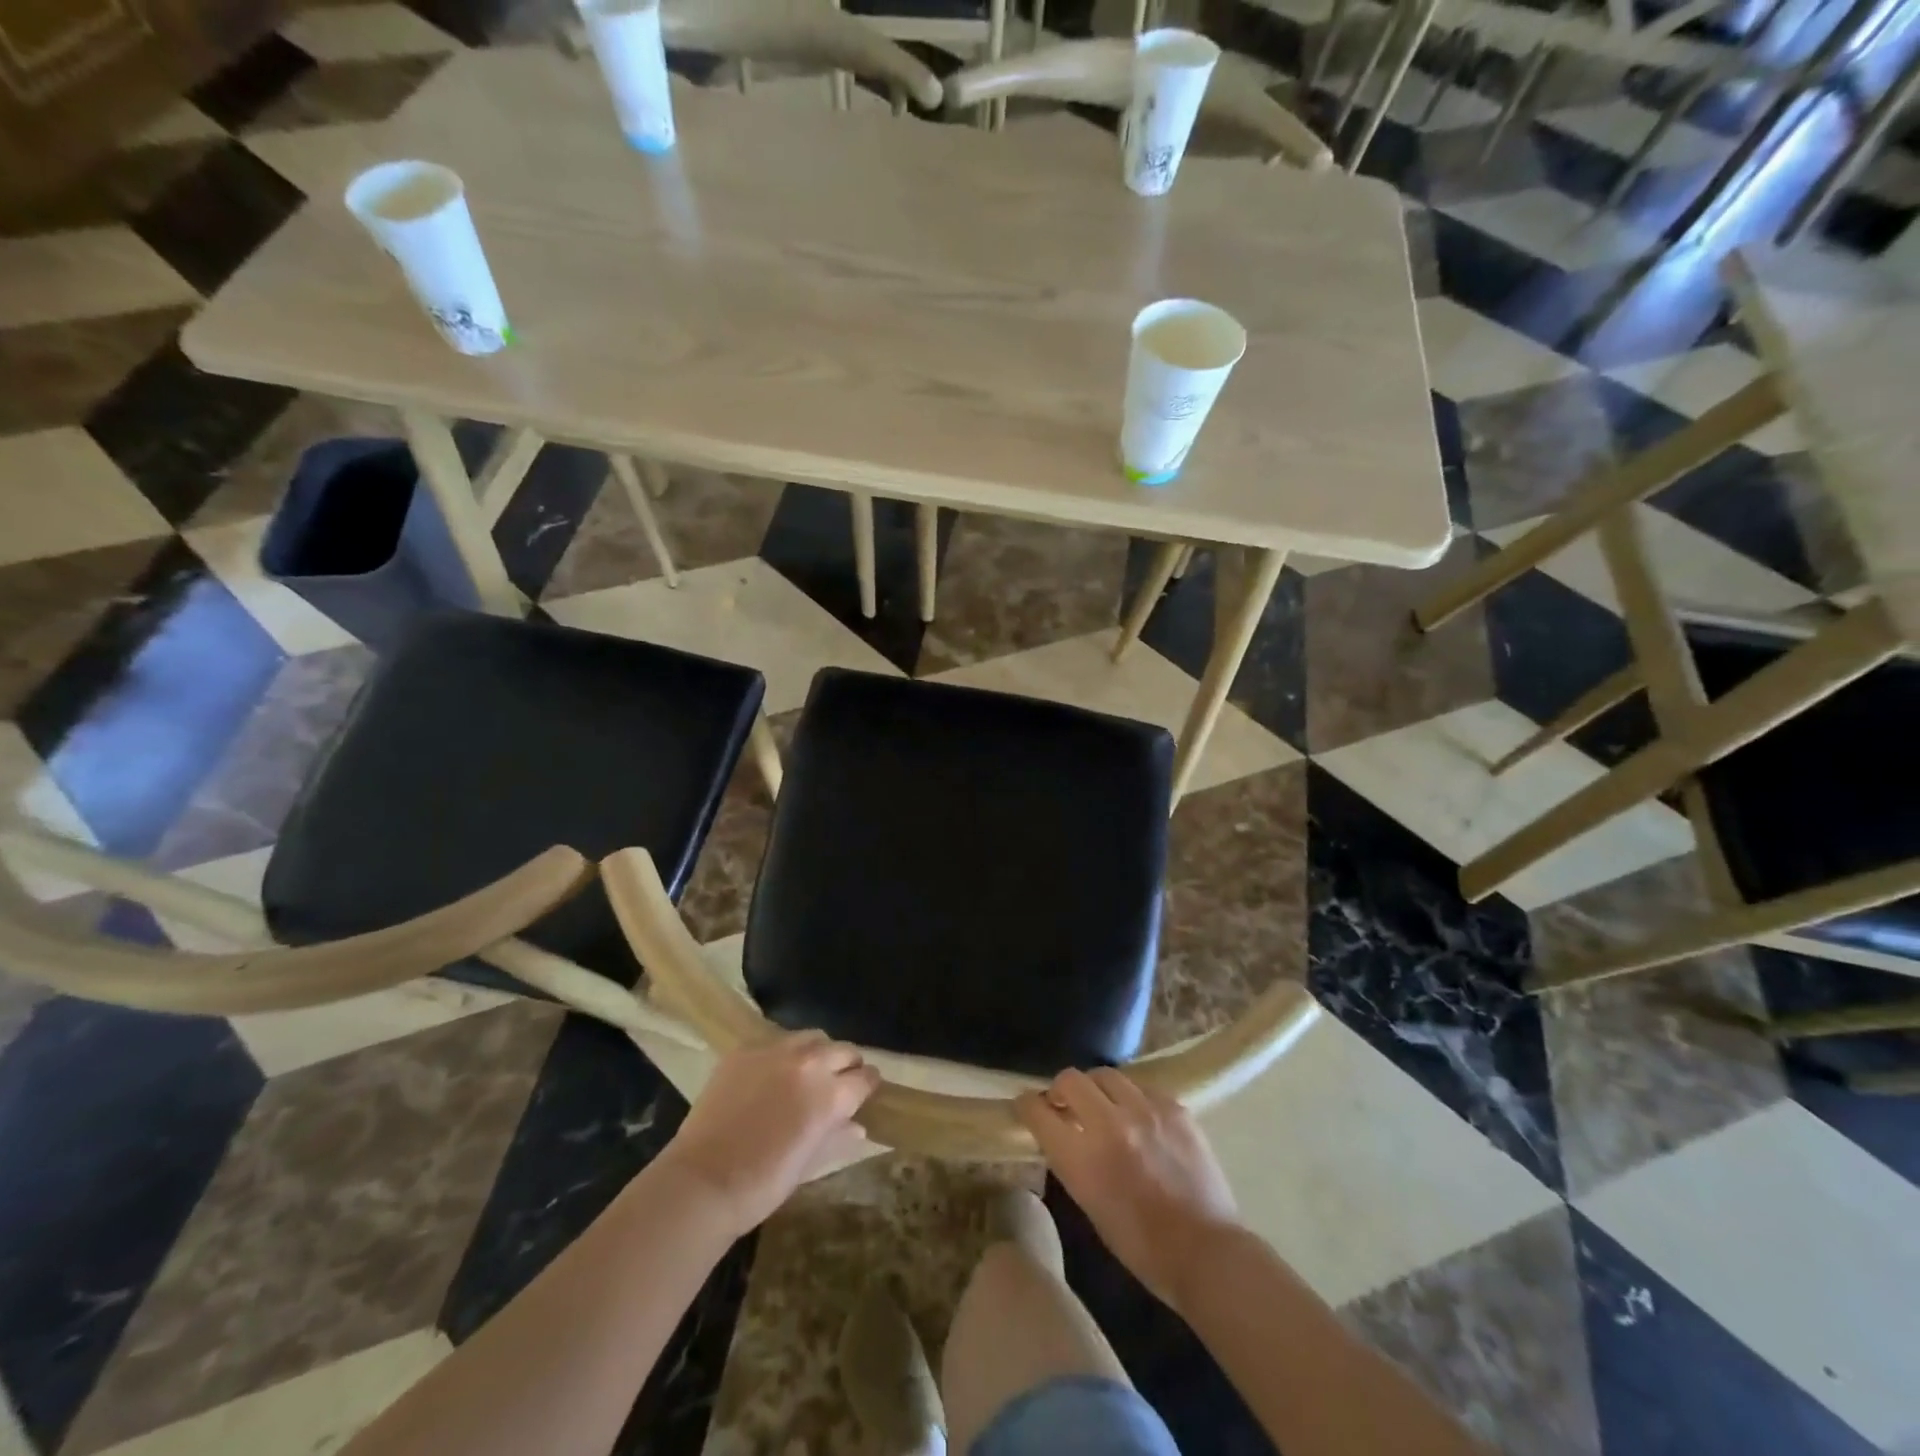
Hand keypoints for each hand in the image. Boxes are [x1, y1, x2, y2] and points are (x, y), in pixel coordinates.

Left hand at [660, 1031, 879, 1234]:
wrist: (703, 1181)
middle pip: (843, 1050)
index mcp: (830, 1094)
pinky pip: (775, 1042)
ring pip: (812, 1037)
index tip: (866, 1091)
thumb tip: (857, 1126)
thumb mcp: (809, 1164)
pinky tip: (773, 1074)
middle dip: (848, 1064)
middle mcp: (809, 1063)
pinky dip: (783, 1055)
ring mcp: (775, 1051)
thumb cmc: (763, 1184)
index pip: (865, 1078)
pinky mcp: (745, 1050)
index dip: (868, 1086)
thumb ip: (837, 1137)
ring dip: (818, 1052)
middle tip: (841, 1081)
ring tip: (809, 1071)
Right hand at [1016, 1068, 1239, 1313]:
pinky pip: (1142, 1087)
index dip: (1027, 1105)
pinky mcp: (1174, 1107)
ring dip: (1097, 1088)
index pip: (1038, 1110)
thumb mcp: (1089, 1204)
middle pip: (1070, 1079)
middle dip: (1061, 1089)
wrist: (1206, 1251)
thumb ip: (1072, 1160)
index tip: (1027, 1106)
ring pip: (1106, 1075)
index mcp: (1082, 1157)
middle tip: (1066, 1104)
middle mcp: (1110, 1123)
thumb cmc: (1141, 1245)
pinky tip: (1139, 1118)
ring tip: (1104, 1105)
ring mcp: (1145, 1110)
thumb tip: (1062, 1131)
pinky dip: (1132, 1098)